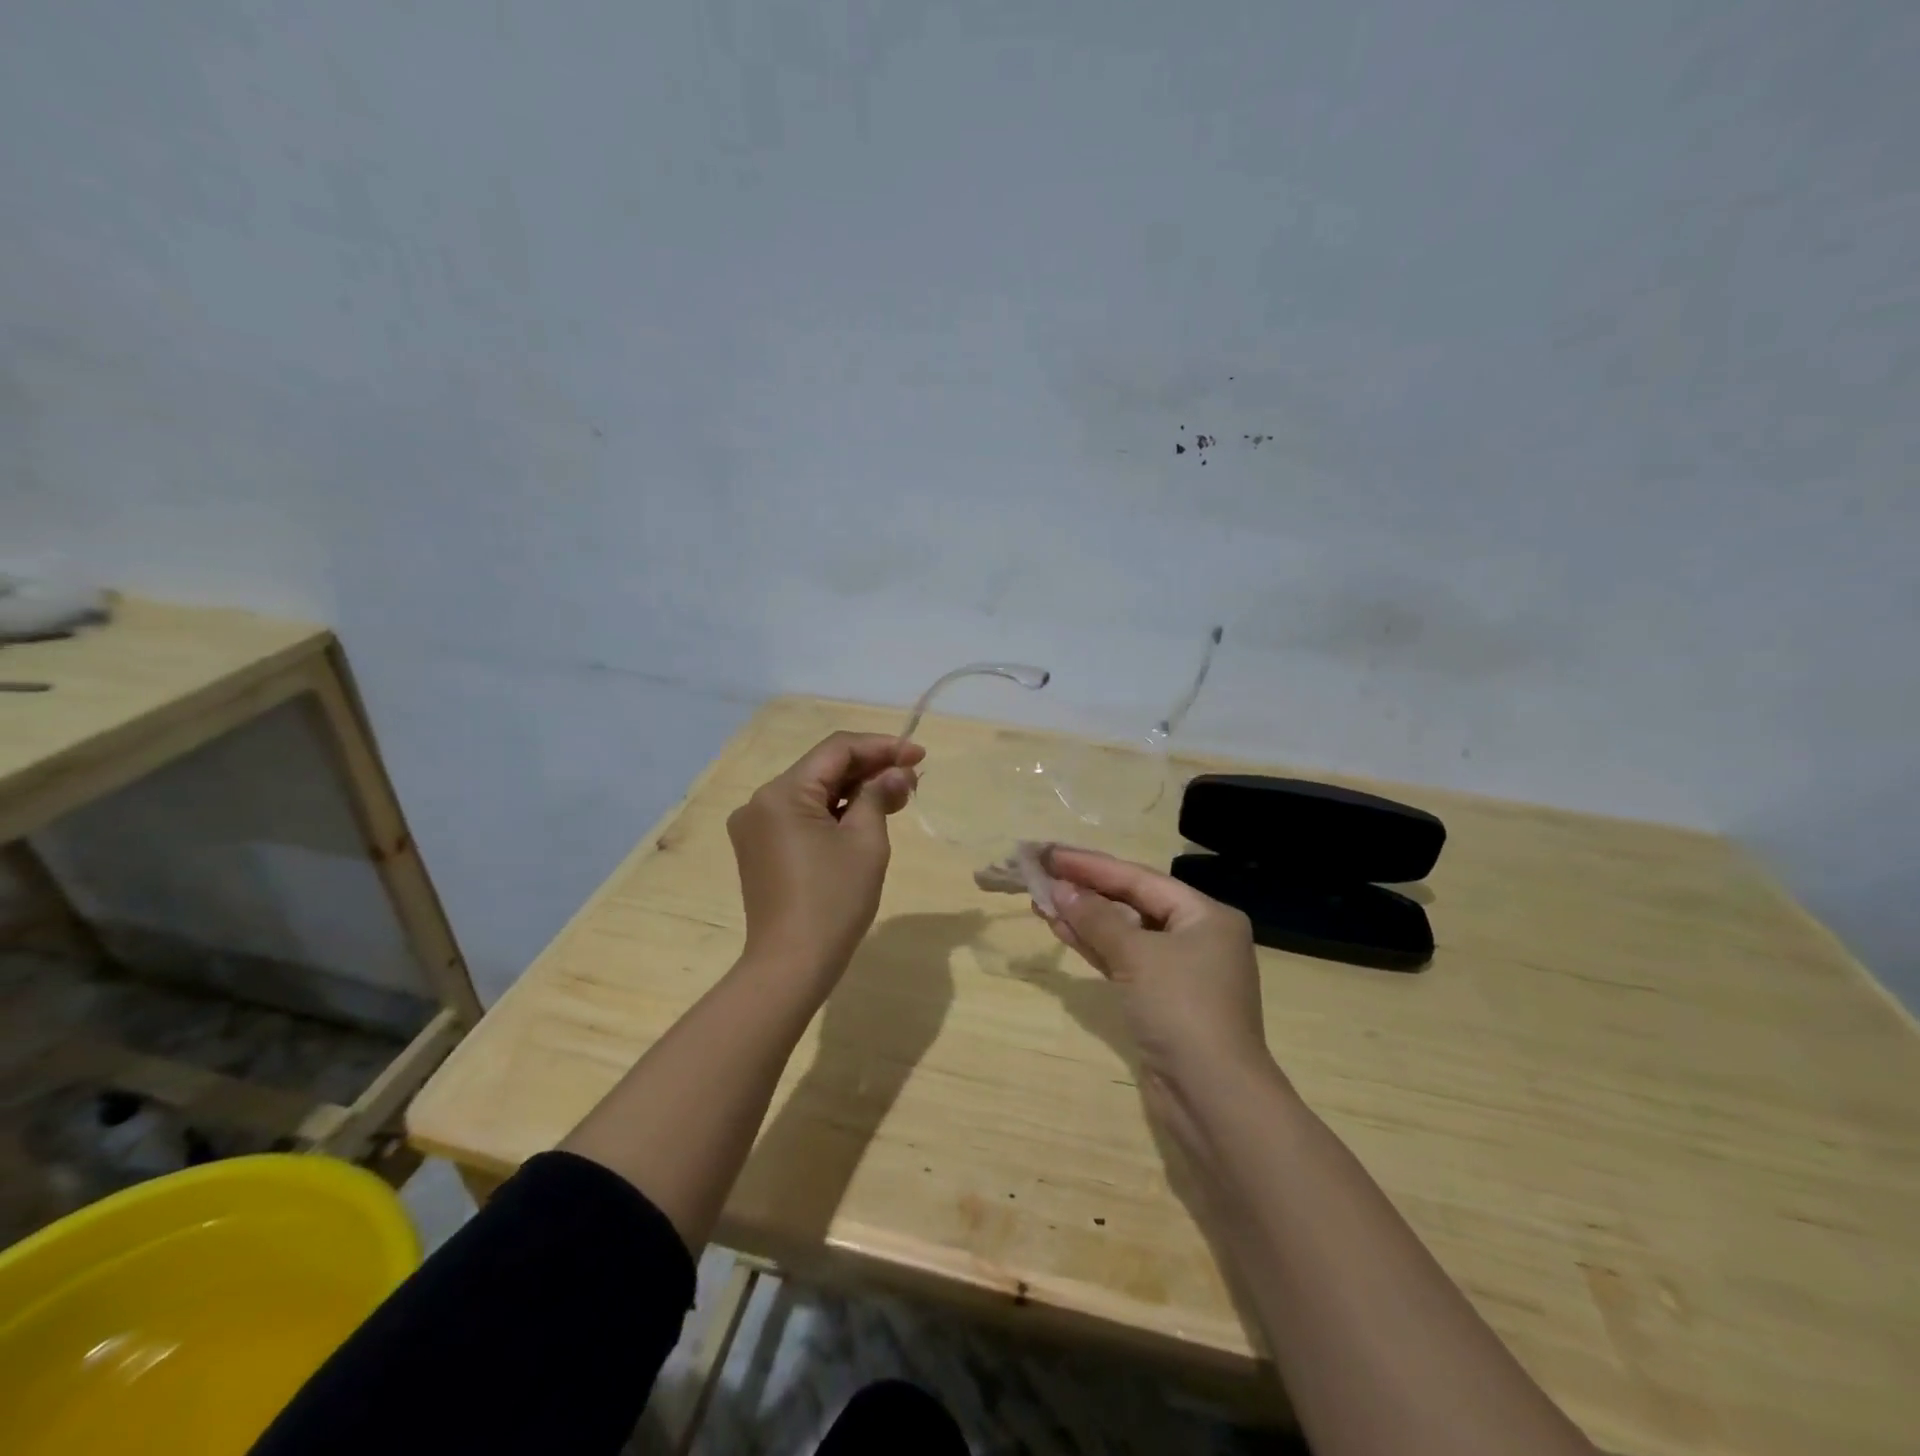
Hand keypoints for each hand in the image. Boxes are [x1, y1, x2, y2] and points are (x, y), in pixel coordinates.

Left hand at [726, 731, 925, 986]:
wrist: (791, 965)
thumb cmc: (834, 901)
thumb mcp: (866, 842)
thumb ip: (879, 795)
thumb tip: (897, 773)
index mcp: (782, 793)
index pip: (836, 750)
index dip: (881, 747)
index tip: (919, 756)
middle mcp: (760, 801)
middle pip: (823, 769)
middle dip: (870, 769)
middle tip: (913, 780)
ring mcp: (756, 826)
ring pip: (813, 792)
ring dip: (854, 791)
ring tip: (897, 797)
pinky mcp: (760, 848)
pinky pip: (802, 816)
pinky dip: (834, 812)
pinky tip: (866, 816)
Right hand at [1038, 846, 1274, 1107]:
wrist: (1213, 1098)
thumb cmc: (1182, 1010)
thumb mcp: (1137, 955)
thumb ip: (1097, 918)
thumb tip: (1060, 889)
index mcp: (1206, 915)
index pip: (1140, 878)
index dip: (1092, 865)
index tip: (1051, 853)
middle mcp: (1197, 936)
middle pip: (1132, 902)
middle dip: (1087, 890)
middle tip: (1043, 874)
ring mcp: (1179, 971)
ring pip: (1124, 933)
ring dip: (1084, 918)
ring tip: (1042, 900)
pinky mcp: (1161, 1000)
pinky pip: (1123, 960)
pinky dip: (1095, 946)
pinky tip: (1062, 930)